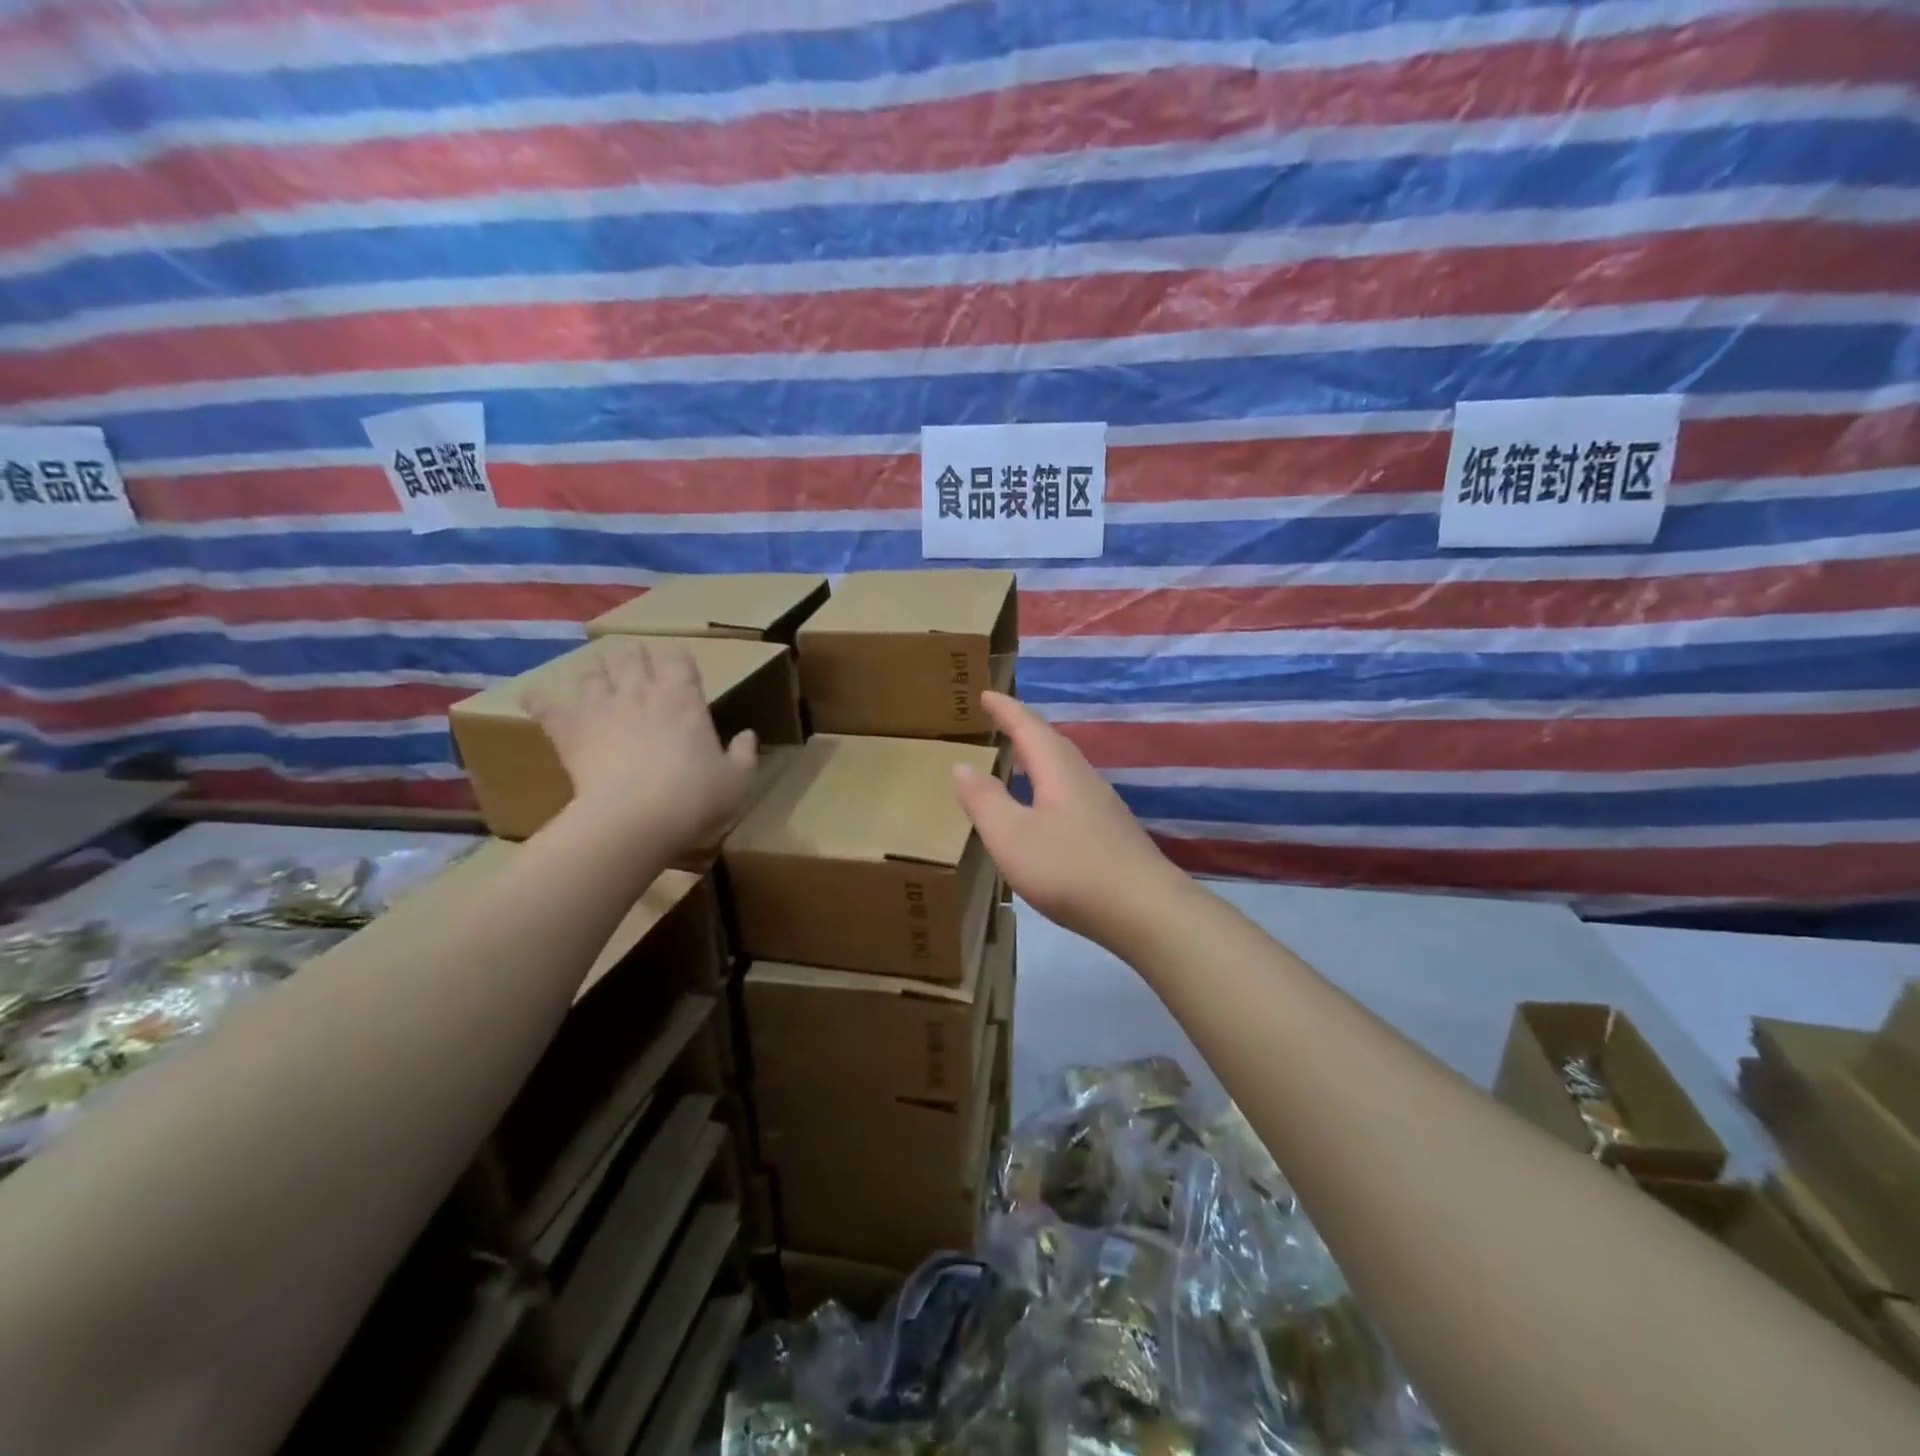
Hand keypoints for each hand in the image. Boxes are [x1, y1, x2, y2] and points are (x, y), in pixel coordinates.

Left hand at [526, 639, 757, 854]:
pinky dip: (539, 700)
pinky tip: (533, 696)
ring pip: (593, 673)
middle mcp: (642, 693)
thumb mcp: (737, 780)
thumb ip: (744, 754)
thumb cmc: (694, 797)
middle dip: (635, 656)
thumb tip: (748, 735)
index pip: (680, 660)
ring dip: (596, 672)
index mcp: (684, 699)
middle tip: (635, 660)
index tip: (680, 664)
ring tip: (596, 676)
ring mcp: (601, 707)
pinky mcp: (570, 730)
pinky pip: (547, 707)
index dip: (679, 659)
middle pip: (633, 658)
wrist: (635, 819)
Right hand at [953, 692, 1185, 948]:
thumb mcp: (1012, 836)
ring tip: (1019, 759)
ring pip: (1065, 768)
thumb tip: (962, 765)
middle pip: (1052, 743)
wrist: (1145, 910)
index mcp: (1058, 771)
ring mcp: (1102, 806)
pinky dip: (1050, 785)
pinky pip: (1072, 792)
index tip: (986, 694)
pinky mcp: (1111, 832)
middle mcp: (1083, 779)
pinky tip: (1046, 808)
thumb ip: (985, 800)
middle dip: (1024, 728)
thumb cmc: (1070, 869)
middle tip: (1001, 720)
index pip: (1028, 728)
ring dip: (1039, 757)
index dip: (1006, 710)